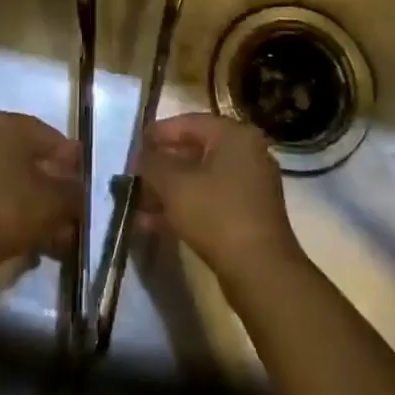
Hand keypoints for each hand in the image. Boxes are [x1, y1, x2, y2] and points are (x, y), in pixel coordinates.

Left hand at [0, 111, 81, 288]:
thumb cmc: (7, 209)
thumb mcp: (54, 201)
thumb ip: (74, 191)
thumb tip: (79, 190)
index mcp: (8, 124)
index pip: (51, 137)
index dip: (72, 163)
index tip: (83, 188)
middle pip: (31, 160)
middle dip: (54, 188)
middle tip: (71, 213)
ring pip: (14, 182)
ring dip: (37, 206)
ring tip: (56, 236)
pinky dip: (15, 214)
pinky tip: (31, 240)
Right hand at [138, 112, 302, 283]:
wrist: (260, 271)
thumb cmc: (216, 214)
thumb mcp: (174, 184)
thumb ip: (152, 163)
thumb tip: (140, 155)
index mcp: (234, 135)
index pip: (189, 122)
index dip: (158, 133)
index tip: (134, 147)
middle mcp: (247, 153)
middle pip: (195, 150)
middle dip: (162, 166)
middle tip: (135, 176)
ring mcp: (250, 185)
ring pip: (200, 179)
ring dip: (169, 190)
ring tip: (139, 204)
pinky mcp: (248, 215)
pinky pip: (210, 200)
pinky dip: (185, 207)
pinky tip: (154, 224)